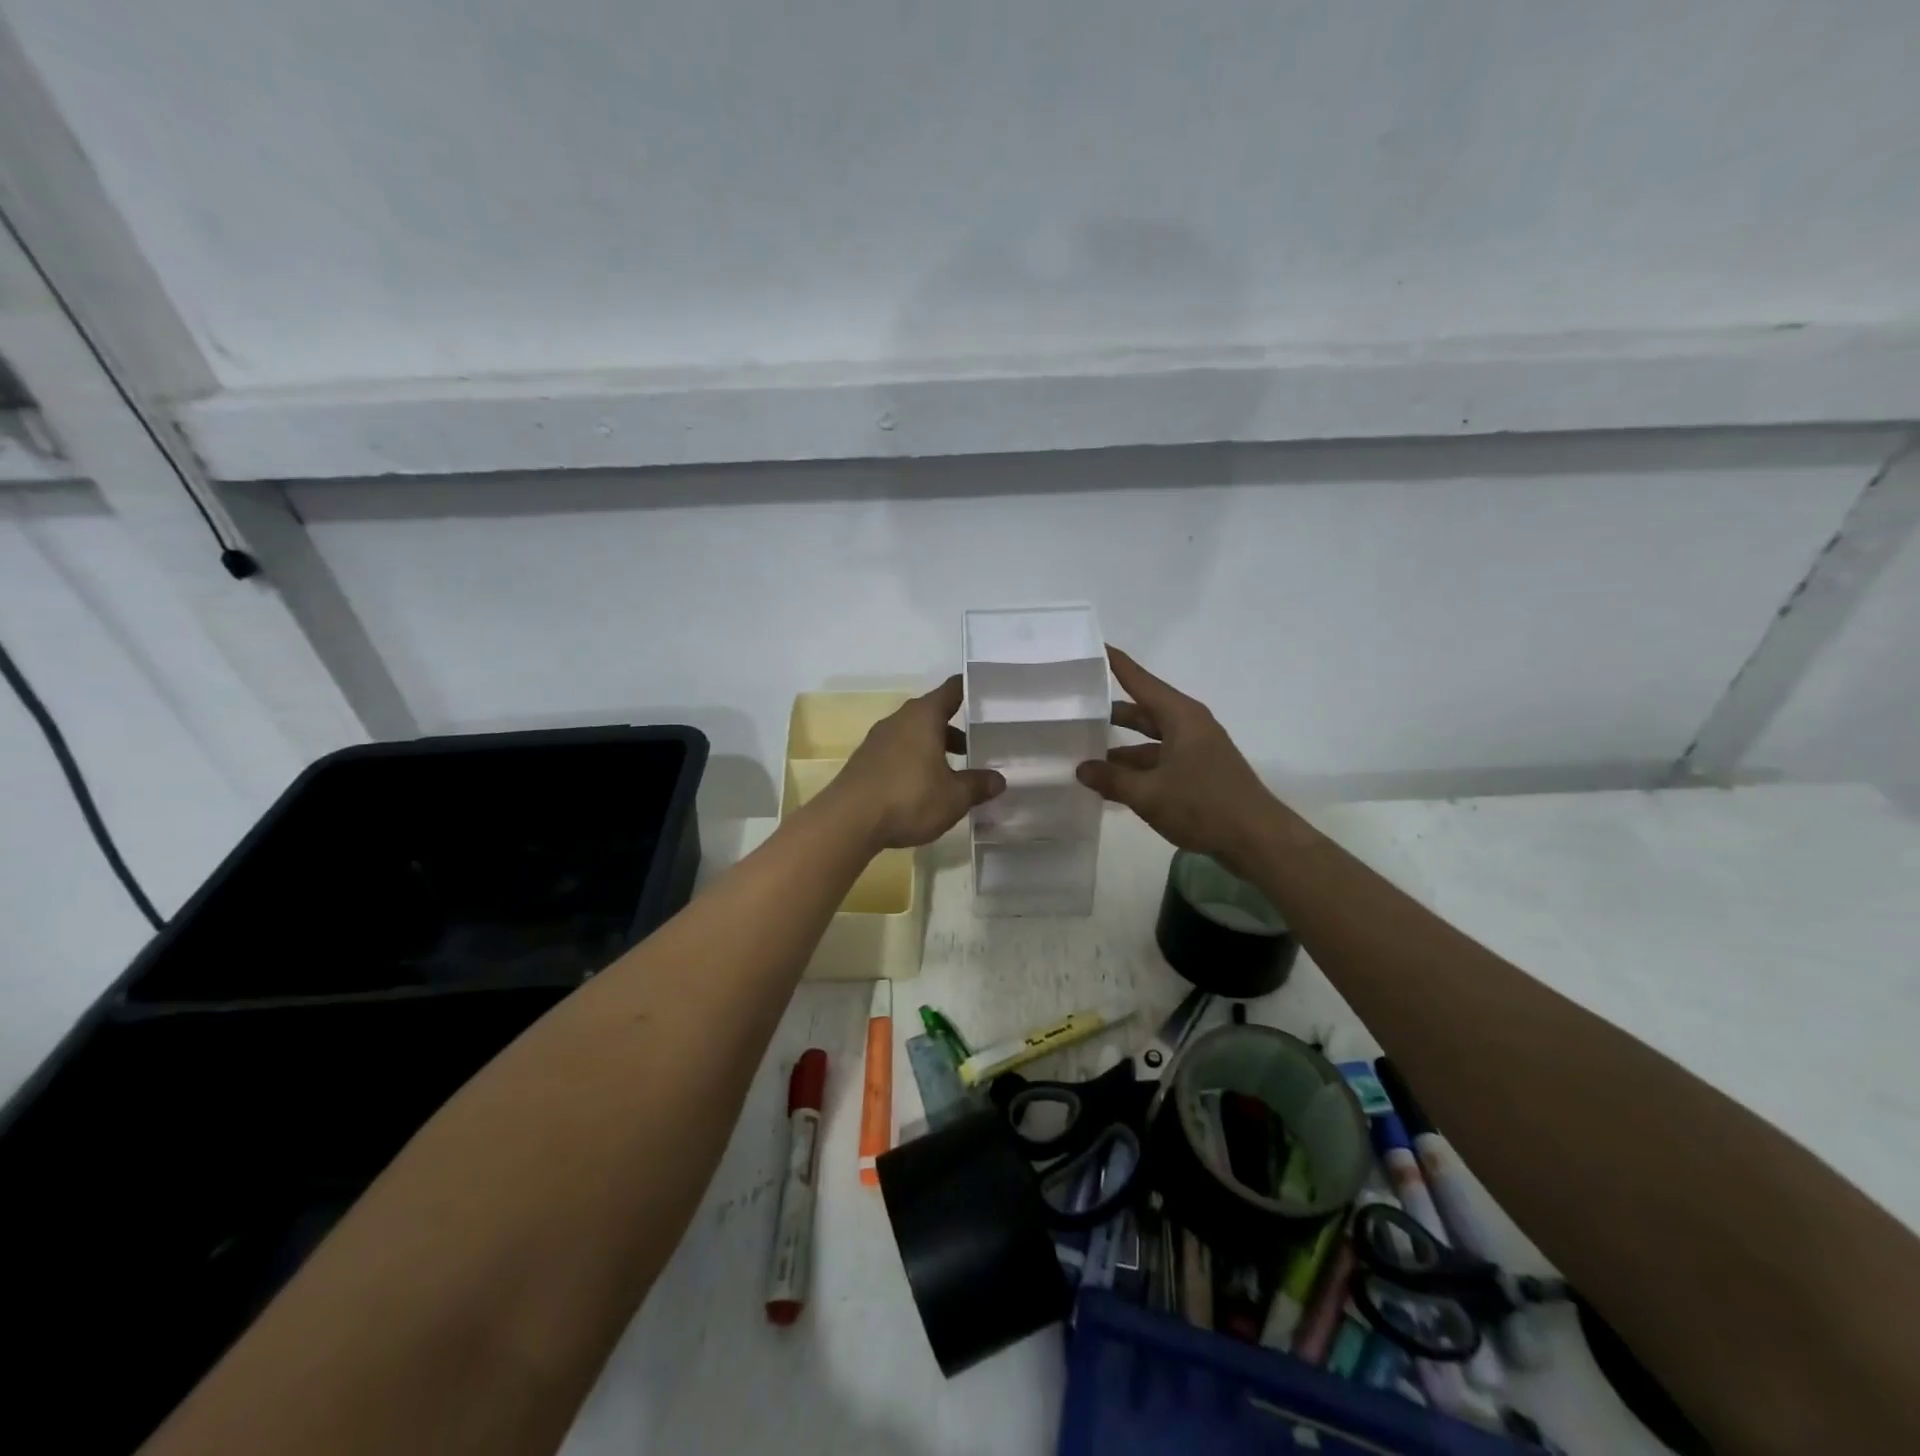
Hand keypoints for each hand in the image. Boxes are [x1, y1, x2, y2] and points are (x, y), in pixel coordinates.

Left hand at [824, 676, 1004, 850]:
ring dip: (935, 748)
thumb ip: (978, 785)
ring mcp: (878, 740)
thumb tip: (998, 779)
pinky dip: (915, 761)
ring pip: (914, 735)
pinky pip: (898, 753)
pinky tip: (925, 787)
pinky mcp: (865, 762)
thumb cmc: (908, 798)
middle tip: (980, 745)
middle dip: (956, 729)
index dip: (971, 690)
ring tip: (955, 772)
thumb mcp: (954, 796)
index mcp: (923, 716)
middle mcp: (899, 720)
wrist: (848, 821)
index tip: (988, 694)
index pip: (952, 690)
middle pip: (933, 714)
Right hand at [1076, 647, 1278, 870]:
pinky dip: (1135, 770)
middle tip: (1074, 709)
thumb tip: (1081, 768)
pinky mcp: (1197, 774)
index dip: (1117, 664)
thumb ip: (1112, 779)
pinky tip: (1110, 785)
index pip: (1140, 681)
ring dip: (1120, 748)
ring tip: (1082, 754)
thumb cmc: (1203, 805)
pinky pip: (1158, 762)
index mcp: (1180, 717)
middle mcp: (1188, 726)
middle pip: (1142, 712)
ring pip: (1149, 741)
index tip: (1094, 646)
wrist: (1257, 840)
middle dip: (1109, 712)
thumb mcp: (1148, 794)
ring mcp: (1194, 751)